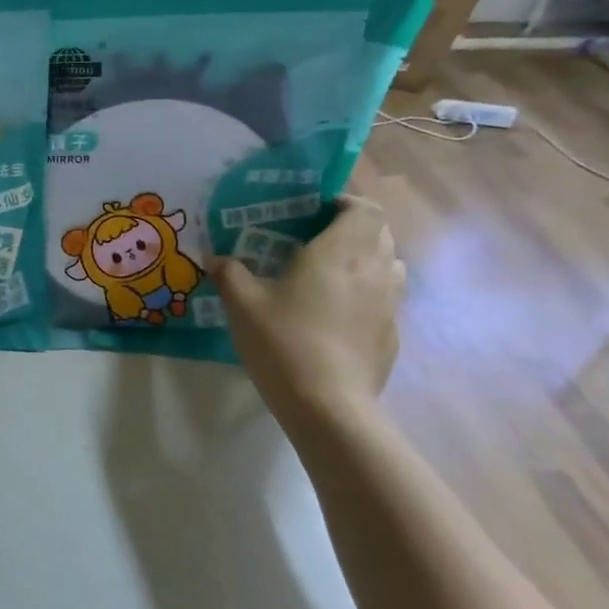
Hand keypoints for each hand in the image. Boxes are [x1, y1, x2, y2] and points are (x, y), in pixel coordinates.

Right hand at [211, 194, 404, 417]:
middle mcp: (373, 270)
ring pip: (389, 266)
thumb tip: (215, 258)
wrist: (327, 404)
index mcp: (339, 252)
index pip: (364, 208)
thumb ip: (229, 273)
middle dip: (353, 230)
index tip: (315, 212)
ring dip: (366, 261)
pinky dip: (367, 296)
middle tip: (315, 241)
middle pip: (380, 233)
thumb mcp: (242, 304)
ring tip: (329, 275)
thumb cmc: (283, 341)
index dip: (345, 203)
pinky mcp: (393, 335)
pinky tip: (336, 317)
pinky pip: (386, 301)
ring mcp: (390, 304)